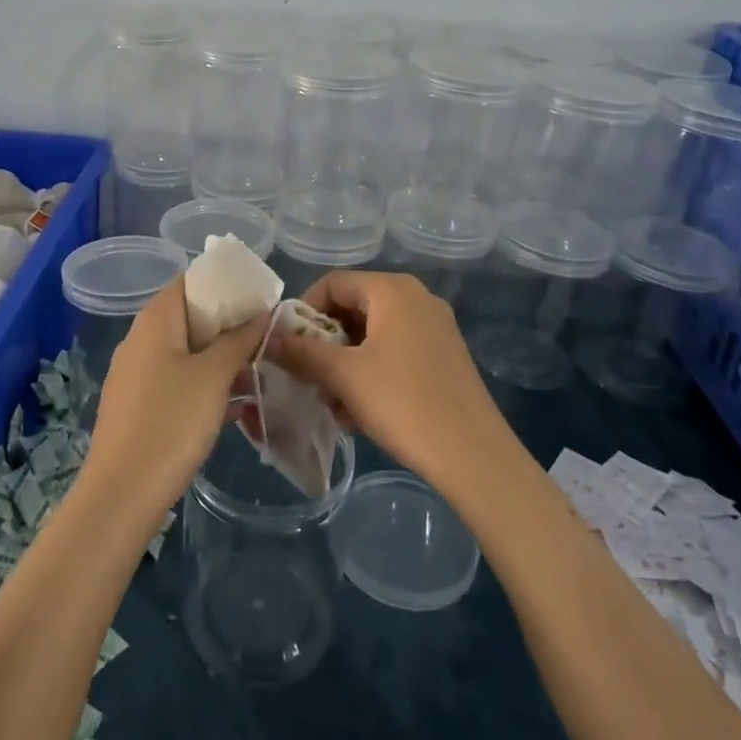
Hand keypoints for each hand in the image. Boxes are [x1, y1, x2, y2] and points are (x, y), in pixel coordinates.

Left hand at [86, 275, 271, 514]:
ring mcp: (136, 375)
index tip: (259, 295)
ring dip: (220, 359)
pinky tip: (236, 407)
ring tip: (259, 370)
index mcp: (155, 321)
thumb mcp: (214, 377)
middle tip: (266, 335)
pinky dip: (205, 386)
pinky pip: (177, 382)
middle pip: (190, 317)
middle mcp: (141, 340)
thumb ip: (239, 340)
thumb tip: (261, 313)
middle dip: (228, 325)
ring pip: (186, 353)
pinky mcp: (138, 407)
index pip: (190, 282)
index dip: (225, 283)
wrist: (122, 494)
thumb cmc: (171, 422)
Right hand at [268, 269, 510, 496]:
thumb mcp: (343, 376)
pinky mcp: (444, 357)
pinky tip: (360, 412)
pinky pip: (395, 352)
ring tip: (332, 402)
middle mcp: (417, 298)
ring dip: (345, 363)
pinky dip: (371, 372)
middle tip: (308, 376)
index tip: (288, 346)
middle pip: (354, 307)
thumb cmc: (403, 403)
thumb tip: (266, 338)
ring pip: (373, 334)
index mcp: (393, 290)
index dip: (303, 310)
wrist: (474, 456)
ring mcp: (435, 328)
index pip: (333, 283)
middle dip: (325, 342)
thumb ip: (300, 351)